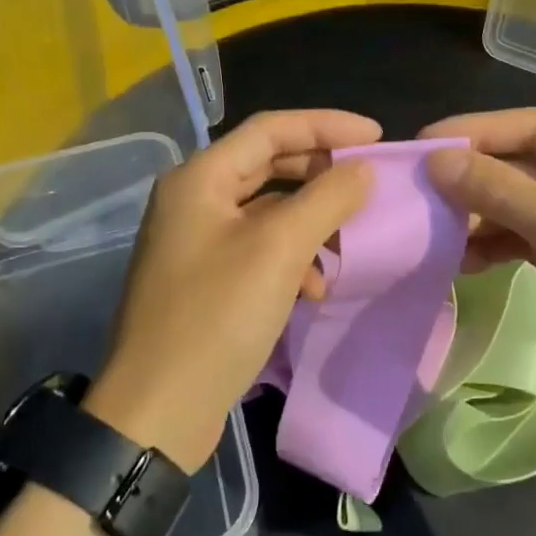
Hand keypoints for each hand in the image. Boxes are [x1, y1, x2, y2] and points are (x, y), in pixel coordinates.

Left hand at [90, 110, 379, 469]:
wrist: (159, 410)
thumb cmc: (217, 317)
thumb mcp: (279, 250)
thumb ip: (326, 199)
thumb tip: (363, 169)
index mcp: (199, 179)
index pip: (270, 129)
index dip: (326, 125)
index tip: (376, 136)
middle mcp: (193, 201)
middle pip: (268, 166)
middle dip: (320, 173)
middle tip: (367, 182)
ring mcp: (196, 242)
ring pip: (267, 212)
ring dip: (309, 223)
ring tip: (345, 246)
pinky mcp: (206, 280)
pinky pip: (258, 250)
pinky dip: (291, 260)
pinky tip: (313, 289)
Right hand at [421, 108, 535, 433]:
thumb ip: (504, 193)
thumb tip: (439, 160)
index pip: (533, 126)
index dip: (474, 132)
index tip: (420, 148)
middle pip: (526, 164)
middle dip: (474, 177)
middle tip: (419, 194)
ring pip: (524, 203)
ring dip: (482, 216)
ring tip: (437, 235)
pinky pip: (532, 238)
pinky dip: (500, 245)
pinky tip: (466, 261)